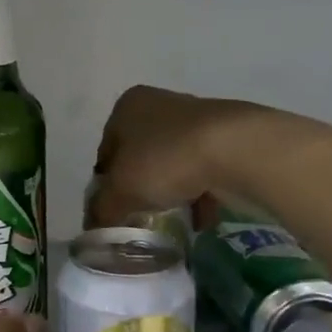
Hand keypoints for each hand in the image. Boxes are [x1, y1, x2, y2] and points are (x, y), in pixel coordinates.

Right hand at [90, 85, 262, 228]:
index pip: (106, 151)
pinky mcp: (226, 136)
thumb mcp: (121, 191)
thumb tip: (93, 227)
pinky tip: (201, 219)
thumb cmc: (166, 161)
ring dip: (171, 190)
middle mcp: (158, 104)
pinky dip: (200, 193)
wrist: (238, 150)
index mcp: (127, 106)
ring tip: (172, 219)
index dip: (106, 183)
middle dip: (140, 186)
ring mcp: (195, 118)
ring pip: (172, 162)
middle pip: (140, 155)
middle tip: (140, 214)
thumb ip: (102, 209)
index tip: (114, 209)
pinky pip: (204, 169)